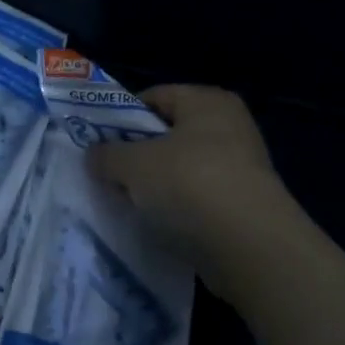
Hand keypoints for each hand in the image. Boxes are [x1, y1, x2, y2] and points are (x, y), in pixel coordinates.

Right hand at [88, 85, 287, 275]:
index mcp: (207, 101)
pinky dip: (177, 209)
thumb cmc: (189, 184)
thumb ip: (108, 155)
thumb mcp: (134, 165)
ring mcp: (241, 167)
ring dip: (155, 186)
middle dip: (136, 155)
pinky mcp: (243, 204)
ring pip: (181, 169)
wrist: (250, 247)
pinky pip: (198, 199)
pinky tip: (158, 224)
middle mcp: (229, 126)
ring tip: (128, 204)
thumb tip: (94, 155)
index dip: (122, 118)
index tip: (99, 144)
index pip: (154, 97)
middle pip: (168, 134)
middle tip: (108, 175)